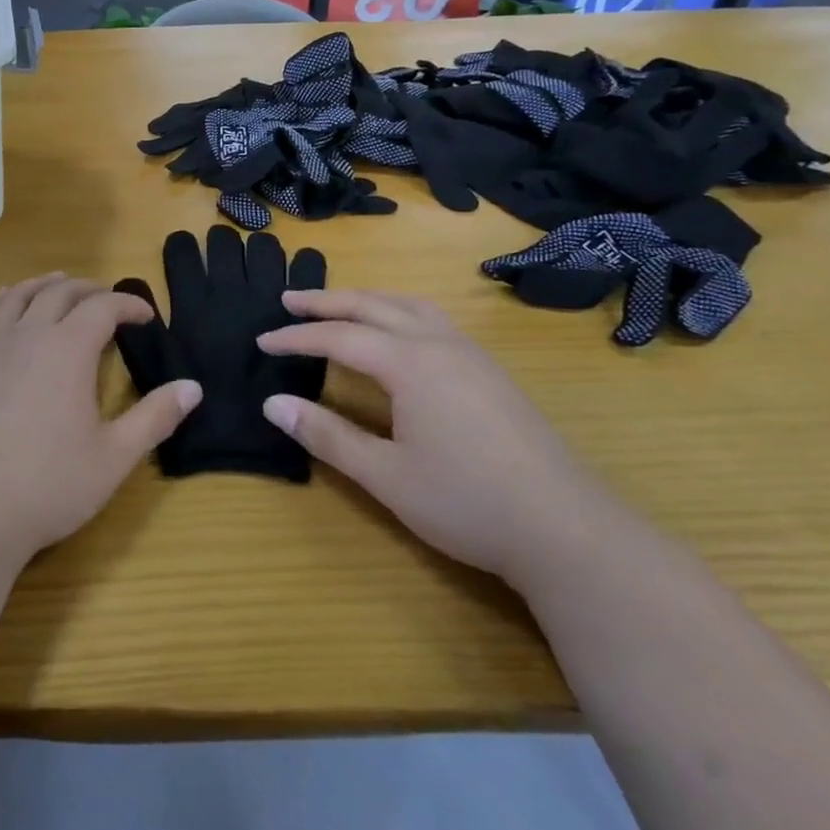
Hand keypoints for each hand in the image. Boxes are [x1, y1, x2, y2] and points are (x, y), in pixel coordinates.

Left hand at [0, 274, 200, 561]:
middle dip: (90, 289)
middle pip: (61, 293)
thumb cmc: (50, 484)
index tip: (147, 316)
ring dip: (44, 284)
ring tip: (60, 282)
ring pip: (19, 296)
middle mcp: (30, 336)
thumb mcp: (115, 456)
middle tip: (110, 300)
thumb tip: (194, 387)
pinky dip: (1, 301)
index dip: (129, 305)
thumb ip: (155, 418)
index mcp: (69, 350)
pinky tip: (6, 301)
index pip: (103, 308)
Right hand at [256, 290, 616, 589]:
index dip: (296, 338)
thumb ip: (326, 434)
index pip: (338, 337)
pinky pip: (433, 319)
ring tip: (340, 305)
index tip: (262, 341)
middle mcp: (438, 343)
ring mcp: (471, 354)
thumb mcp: (385, 475)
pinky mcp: (491, 371)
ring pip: (409, 305)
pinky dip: (400, 310)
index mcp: (409, 362)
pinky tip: (399, 332)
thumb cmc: (466, 502)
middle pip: (372, 305)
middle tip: (289, 299)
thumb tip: (272, 403)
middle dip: (326, 301)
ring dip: (368, 299)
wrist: (567, 530)